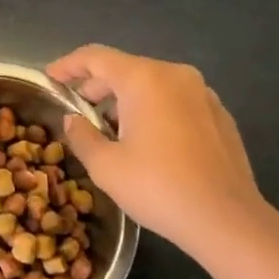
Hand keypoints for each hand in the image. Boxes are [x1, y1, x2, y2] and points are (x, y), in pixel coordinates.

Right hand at [46, 45, 278, 272]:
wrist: (228, 221)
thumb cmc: (159, 188)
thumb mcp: (106, 166)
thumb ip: (82, 136)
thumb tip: (73, 120)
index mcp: (144, 79)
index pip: (95, 57)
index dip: (68, 65)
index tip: (50, 78)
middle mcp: (175, 75)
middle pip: (125, 69)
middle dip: (97, 86)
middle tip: (78, 109)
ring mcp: (202, 93)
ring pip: (153, 85)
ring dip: (126, 100)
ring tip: (110, 129)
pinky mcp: (220, 115)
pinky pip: (176, 101)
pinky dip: (154, 110)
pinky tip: (148, 142)